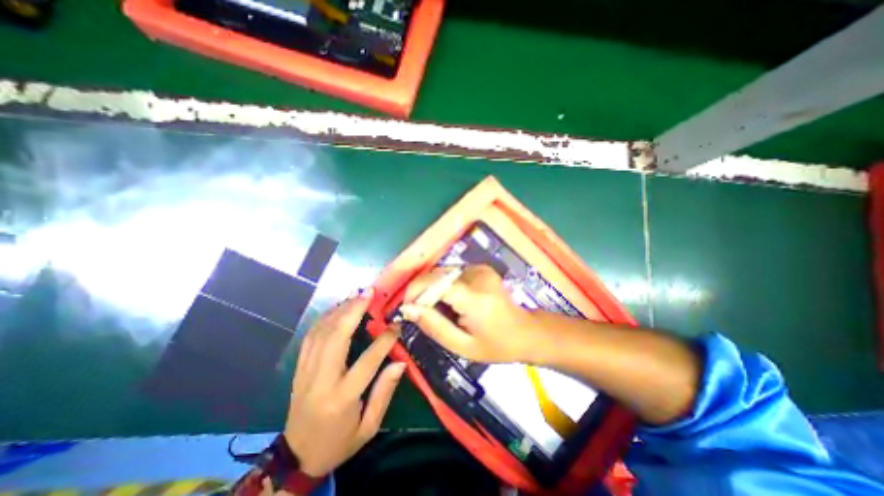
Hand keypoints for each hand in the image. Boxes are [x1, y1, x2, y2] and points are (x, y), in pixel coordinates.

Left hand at [285, 288, 405, 478]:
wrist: (297, 457)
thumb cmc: (339, 442)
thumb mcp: (369, 427)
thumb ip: (385, 392)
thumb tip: (400, 362)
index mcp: (342, 398)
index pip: (367, 361)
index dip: (384, 340)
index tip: (397, 324)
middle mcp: (321, 381)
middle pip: (336, 338)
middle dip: (353, 311)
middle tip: (368, 292)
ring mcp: (306, 372)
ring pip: (321, 333)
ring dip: (339, 310)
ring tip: (355, 294)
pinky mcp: (299, 368)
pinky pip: (310, 337)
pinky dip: (324, 318)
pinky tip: (337, 308)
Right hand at [399, 266, 538, 361]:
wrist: (526, 331)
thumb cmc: (497, 345)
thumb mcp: (462, 346)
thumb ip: (434, 326)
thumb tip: (407, 309)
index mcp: (475, 297)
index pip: (435, 282)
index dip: (416, 292)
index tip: (408, 309)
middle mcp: (477, 276)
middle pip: (436, 275)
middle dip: (422, 291)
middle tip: (421, 314)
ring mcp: (480, 269)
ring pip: (442, 273)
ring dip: (432, 288)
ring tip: (438, 310)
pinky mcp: (480, 267)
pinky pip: (452, 272)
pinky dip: (444, 285)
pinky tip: (450, 301)